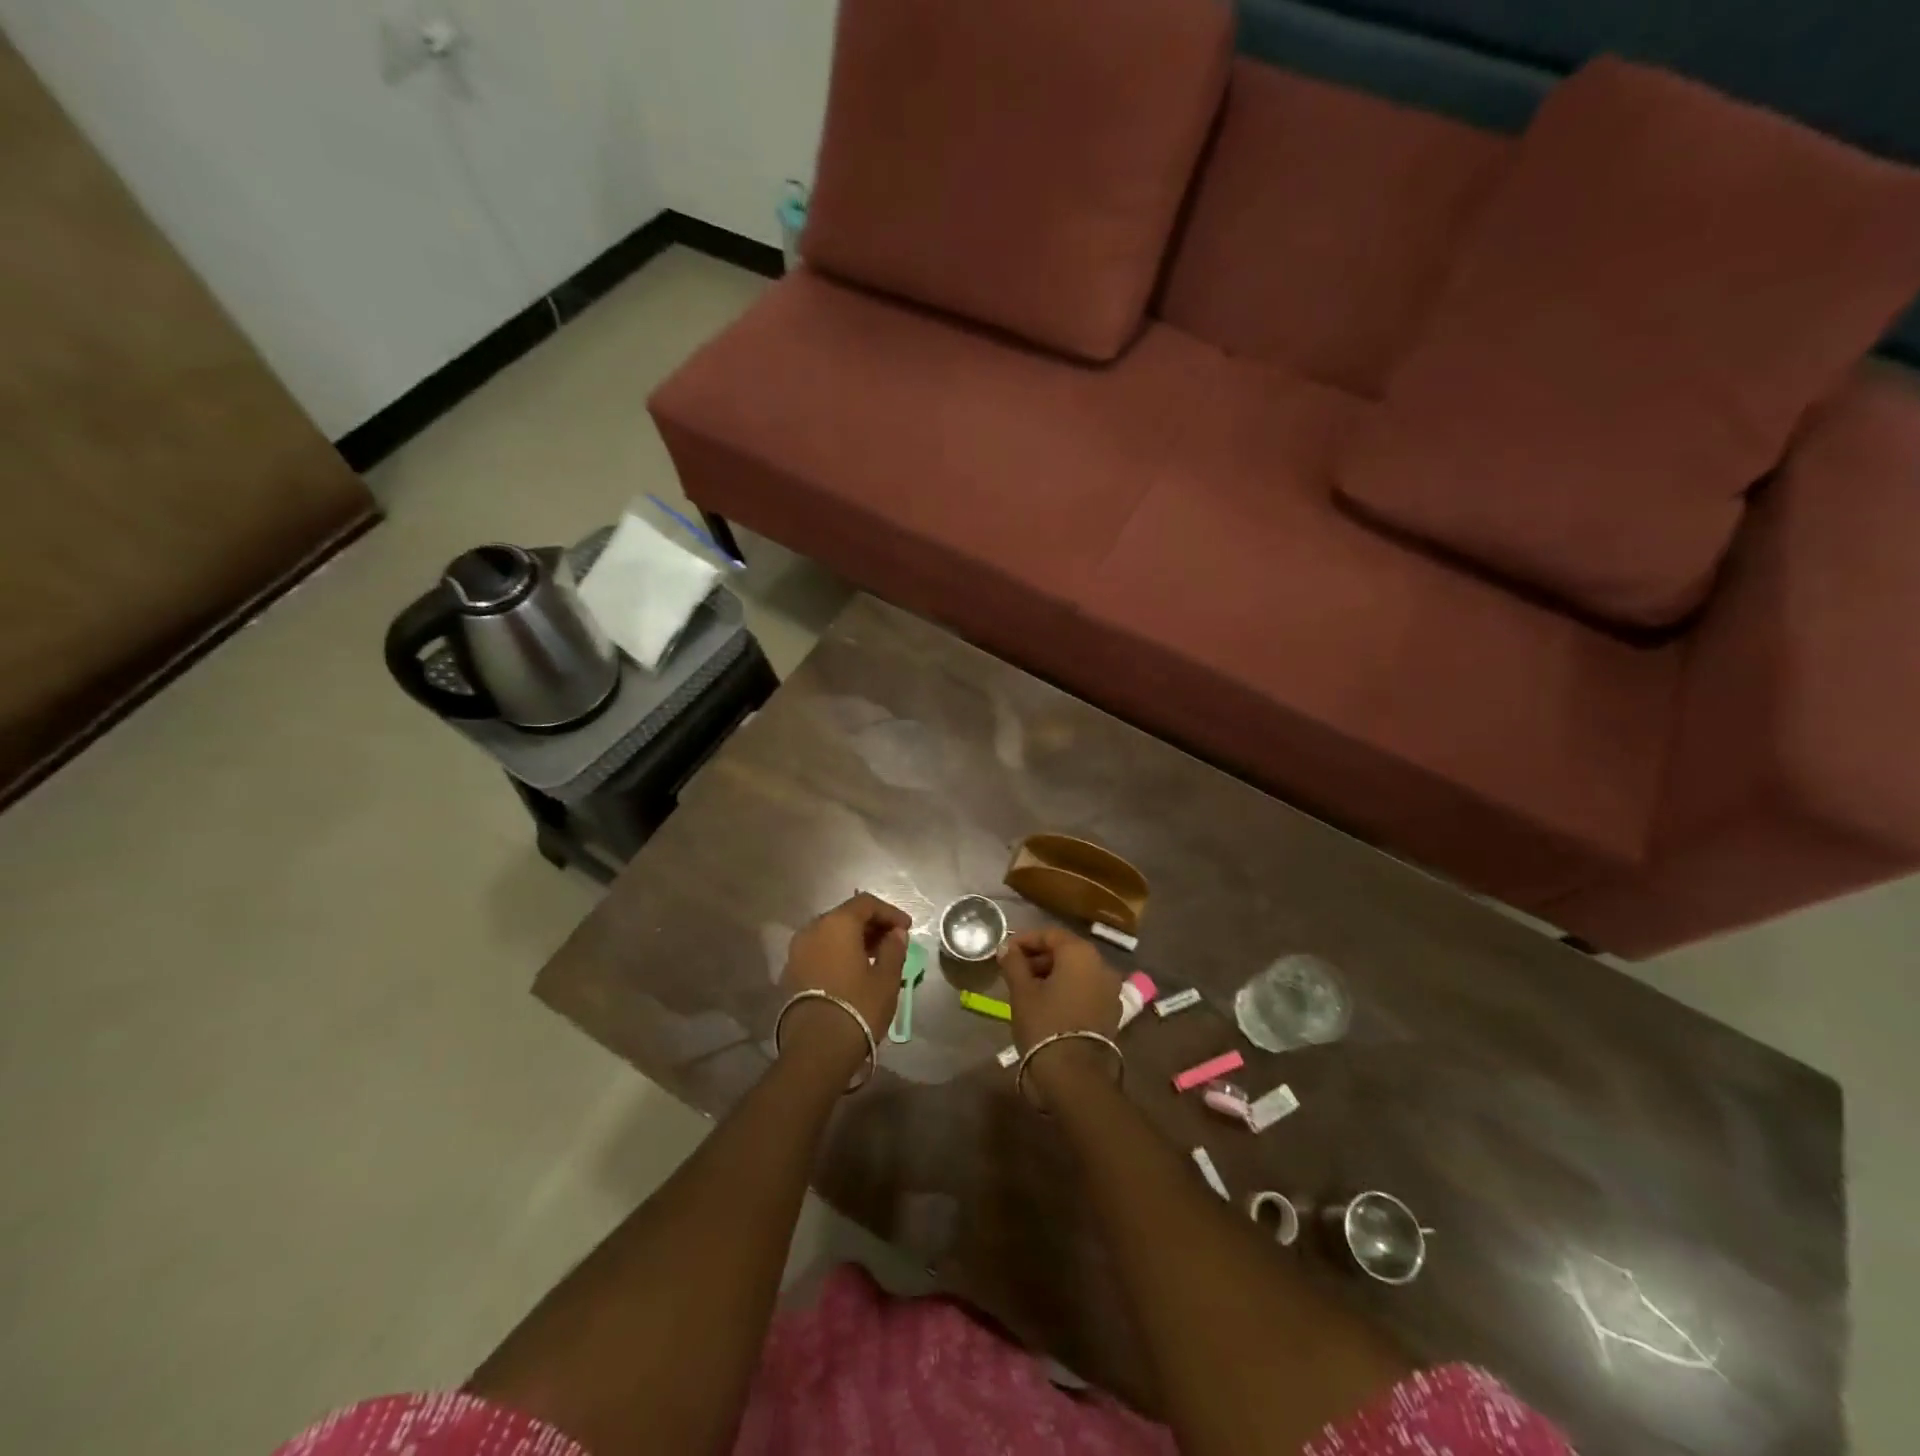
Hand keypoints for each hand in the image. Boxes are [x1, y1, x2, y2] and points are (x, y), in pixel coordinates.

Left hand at [779, 892, 910, 1065]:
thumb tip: (896, 934)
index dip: (889, 912)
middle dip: (871, 925)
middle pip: (845, 915)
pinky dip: (837, 952)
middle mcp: (812, 929)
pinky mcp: (790, 972)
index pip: (866, 903)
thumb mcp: (886, 978)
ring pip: (830, 933)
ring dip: (853, 939)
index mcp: (837, 923)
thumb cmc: (858, 1006)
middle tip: (892, 941)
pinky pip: (819, 950)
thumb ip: (893, 949)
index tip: (906, 928)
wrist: (816, 1049)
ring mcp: (797, 951)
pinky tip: (853, 970)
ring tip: (875, 956)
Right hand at [999, 928, 1120, 1054]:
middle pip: (1067, 951)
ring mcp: (1110, 989)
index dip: (1026, 940)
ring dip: (1054, 973)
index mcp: (1080, 953)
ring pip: (1078, 971)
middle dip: (1040, 957)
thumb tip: (1006, 948)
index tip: (1006, 951)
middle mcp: (1101, 964)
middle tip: (1015, 969)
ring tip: (1029, 988)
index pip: (1050, 934)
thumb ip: (1013, 963)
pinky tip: (1049, 1003)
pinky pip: (1087, 989)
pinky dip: (1068, 989)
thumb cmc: (1044, 1024)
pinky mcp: (1112, 1011)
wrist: (1074, 1074)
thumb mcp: (1022, 991)